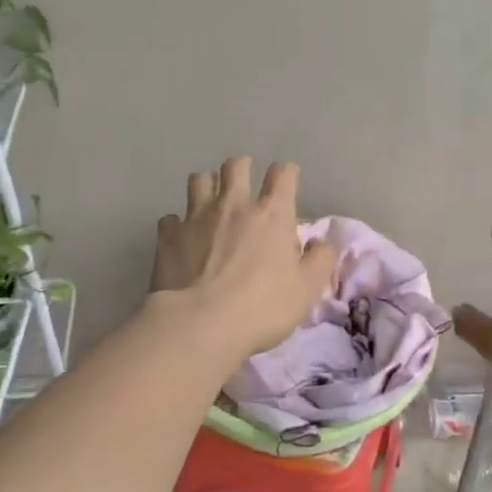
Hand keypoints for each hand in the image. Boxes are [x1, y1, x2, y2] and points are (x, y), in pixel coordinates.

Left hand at [149, 157, 337, 357]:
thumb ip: (321, 260)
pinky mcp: (168, 236)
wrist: (200, 325)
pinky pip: (171, 218)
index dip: (286, 174)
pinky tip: (182, 237)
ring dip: (208, 185)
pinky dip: (178, 223)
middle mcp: (234, 205)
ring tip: (211, 202)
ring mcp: (196, 217)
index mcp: (272, 214)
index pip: (282, 174)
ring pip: (200, 180)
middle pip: (236, 166)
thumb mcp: (308, 289)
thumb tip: (323, 243)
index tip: (287, 182)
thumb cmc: (263, 307)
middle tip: (245, 183)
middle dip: (243, 168)